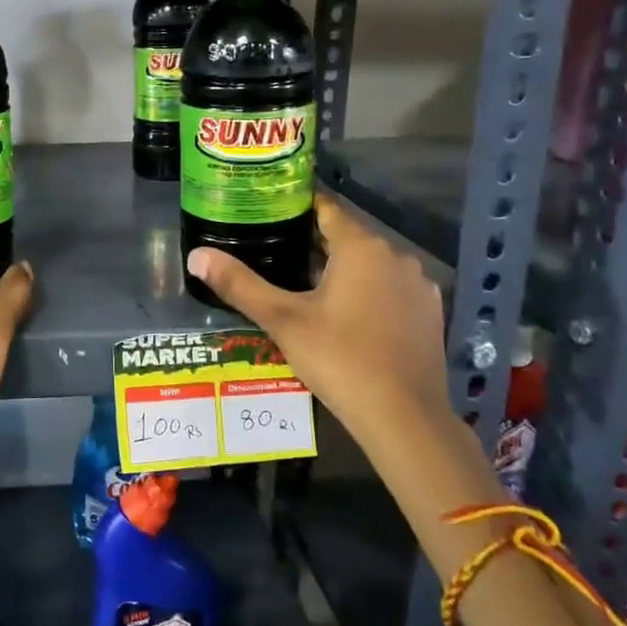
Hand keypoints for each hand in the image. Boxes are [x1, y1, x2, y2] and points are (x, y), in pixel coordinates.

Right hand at [185, 194, 446, 450]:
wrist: (405, 419)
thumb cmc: (340, 359)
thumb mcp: (282, 321)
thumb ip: (239, 284)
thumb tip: (196, 255)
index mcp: (361, 247)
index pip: (325, 208)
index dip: (295, 206)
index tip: (267, 210)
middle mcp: (396, 256)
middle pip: (347, 236)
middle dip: (312, 242)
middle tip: (273, 252)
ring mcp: (418, 285)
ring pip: (370, 264)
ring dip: (341, 269)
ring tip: (303, 286)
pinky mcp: (430, 313)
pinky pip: (390, 288)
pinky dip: (367, 292)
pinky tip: (345, 315)